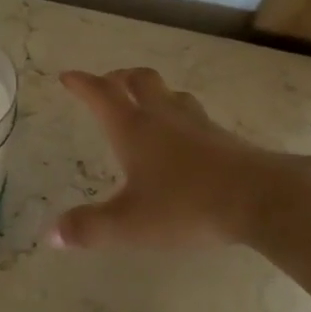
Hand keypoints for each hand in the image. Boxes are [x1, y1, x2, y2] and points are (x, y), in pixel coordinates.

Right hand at [51, 68, 279, 248]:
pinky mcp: (224, 138)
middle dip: (120, 77)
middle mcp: (164, 118)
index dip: (82, 84)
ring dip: (153, 92)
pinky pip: (195, 115)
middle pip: (140, 81)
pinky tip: (186, 135)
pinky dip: (181, 115)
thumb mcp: (129, 224)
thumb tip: (51, 234)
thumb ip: (89, 228)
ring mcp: (198, 124)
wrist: (259, 199)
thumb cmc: (185, 206)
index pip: (102, 95)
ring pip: (171, 94)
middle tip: (109, 83)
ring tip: (147, 102)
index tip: (68, 76)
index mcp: (134, 130)